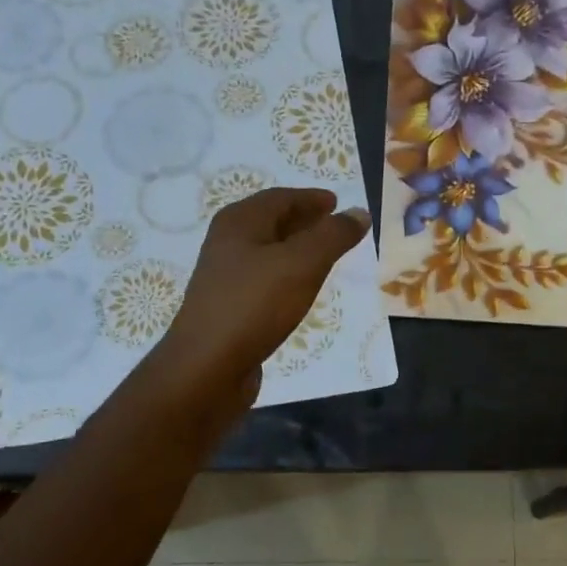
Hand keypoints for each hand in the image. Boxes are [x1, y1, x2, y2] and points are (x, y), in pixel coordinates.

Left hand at [154, 188, 369, 413]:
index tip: (337, 203)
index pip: (280, 198)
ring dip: (297, 250)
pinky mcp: (229, 308)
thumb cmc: (255, 305)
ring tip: (325, 258)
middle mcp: (228, 243)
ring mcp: (225, 277)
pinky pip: (264, 280)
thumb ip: (333, 236)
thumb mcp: (302, 264)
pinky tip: (300, 291)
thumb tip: (359, 213)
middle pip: (271, 223)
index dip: (311, 199)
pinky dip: (287, 276)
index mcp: (239, 223)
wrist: (208, 367)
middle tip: (335, 227)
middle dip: (304, 222)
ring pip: (268, 253)